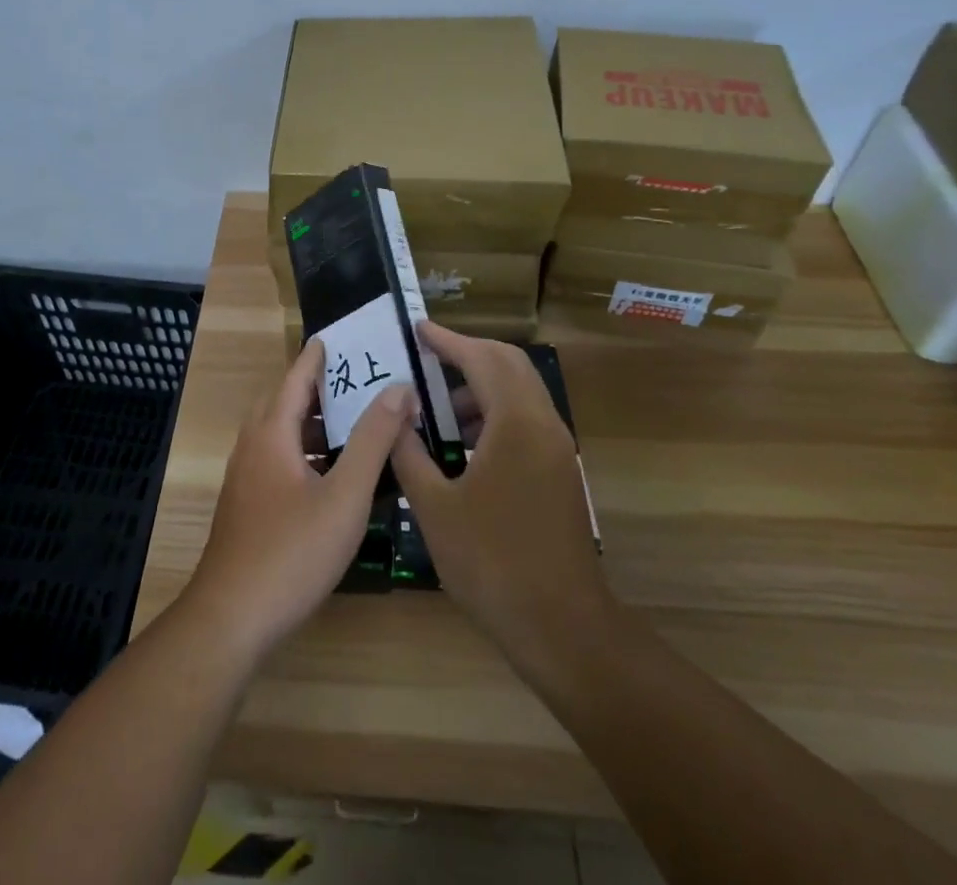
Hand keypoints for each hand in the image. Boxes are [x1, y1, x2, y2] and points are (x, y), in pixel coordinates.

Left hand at [183, 339, 409, 660]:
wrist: (231, 619)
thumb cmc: (292, 552)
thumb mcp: (344, 496)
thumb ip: (373, 440)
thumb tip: (398, 389)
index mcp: (272, 433)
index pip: (296, 377)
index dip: (318, 356)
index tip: (341, 337)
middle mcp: (253, 446)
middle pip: (286, 402)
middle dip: (319, 387)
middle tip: (358, 380)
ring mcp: (246, 478)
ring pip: (282, 434)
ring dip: (315, 423)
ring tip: (355, 423)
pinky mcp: (248, 506)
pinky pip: (280, 460)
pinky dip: (307, 452)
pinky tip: (335, 474)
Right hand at [390, 323, 614, 675]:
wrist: (562, 627)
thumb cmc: (492, 563)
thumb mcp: (435, 507)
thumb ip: (409, 453)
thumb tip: (394, 416)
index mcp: (515, 423)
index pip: (481, 360)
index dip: (447, 341)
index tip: (418, 328)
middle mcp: (543, 424)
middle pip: (509, 365)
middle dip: (467, 355)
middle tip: (427, 358)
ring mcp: (557, 449)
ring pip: (520, 393)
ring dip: (481, 388)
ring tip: (437, 410)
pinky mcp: (559, 473)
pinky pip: (526, 421)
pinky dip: (495, 415)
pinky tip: (463, 445)